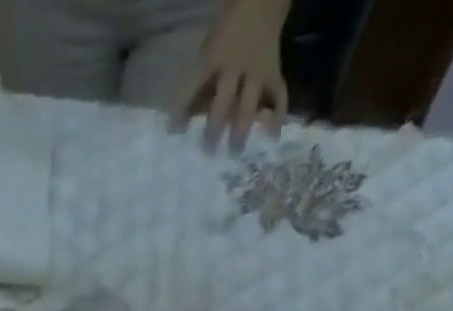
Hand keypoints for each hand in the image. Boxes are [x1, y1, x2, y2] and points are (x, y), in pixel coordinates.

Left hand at [177, 0, 289, 150]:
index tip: (174, 133)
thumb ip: (201, 80)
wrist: (260, 2)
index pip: (193, 86)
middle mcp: (235, 68)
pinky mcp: (274, 75)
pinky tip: (272, 136)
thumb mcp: (208, 48)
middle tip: (208, 151)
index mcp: (213, 58)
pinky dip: (277, 116)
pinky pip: (278, 97)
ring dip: (240, 131)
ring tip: (236, 152)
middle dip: (214, 129)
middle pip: (222, 103)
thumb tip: (189, 115)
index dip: (182, 110)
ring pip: (248, 106)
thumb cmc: (227, 31)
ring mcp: (257, 72)